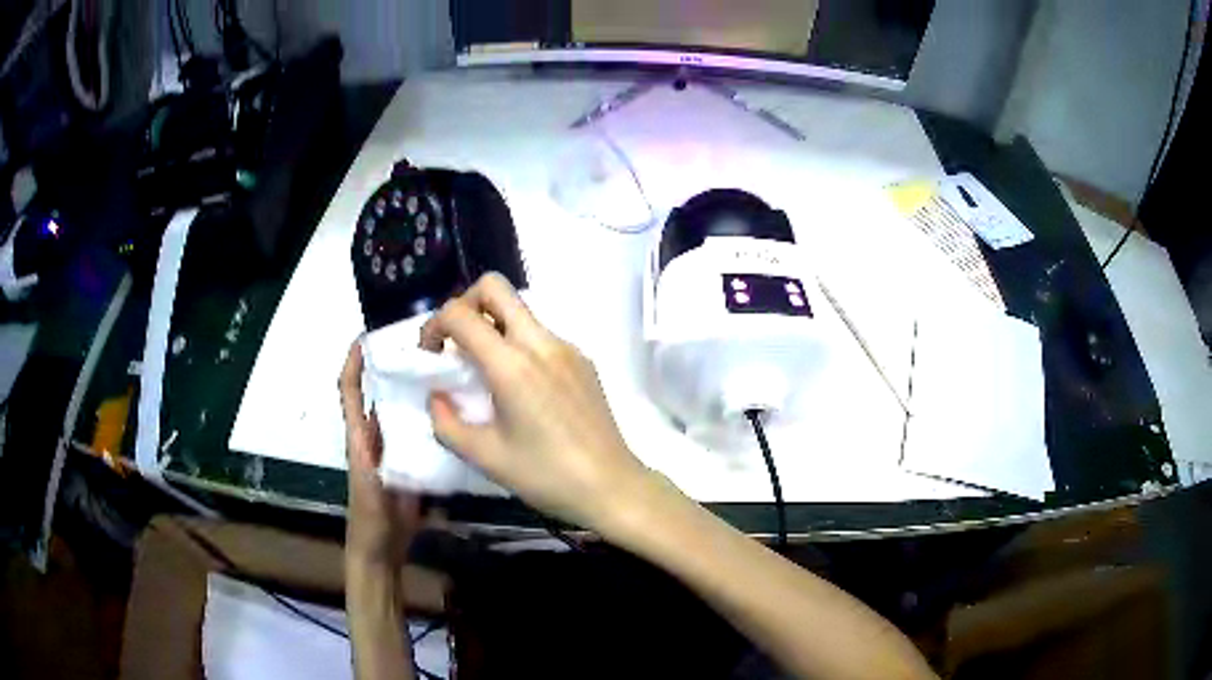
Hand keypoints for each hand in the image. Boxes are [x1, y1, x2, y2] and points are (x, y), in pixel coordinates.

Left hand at [340, 341, 422, 567]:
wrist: (380, 549)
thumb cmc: (370, 520)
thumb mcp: (370, 490)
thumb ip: (379, 464)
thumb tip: (399, 433)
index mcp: (359, 438)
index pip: (350, 392)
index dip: (353, 364)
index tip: (366, 337)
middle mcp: (375, 437)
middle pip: (378, 394)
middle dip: (391, 368)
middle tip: (420, 347)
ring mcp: (394, 450)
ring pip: (401, 412)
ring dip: (414, 391)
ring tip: (442, 372)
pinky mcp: (411, 463)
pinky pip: (420, 435)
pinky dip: (430, 420)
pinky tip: (453, 414)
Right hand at [421, 273, 653, 533]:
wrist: (611, 486)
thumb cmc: (545, 475)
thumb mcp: (484, 456)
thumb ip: (445, 422)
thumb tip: (437, 395)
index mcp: (512, 365)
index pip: (461, 314)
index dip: (433, 325)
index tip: (430, 355)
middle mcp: (541, 343)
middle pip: (495, 287)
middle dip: (464, 304)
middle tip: (456, 344)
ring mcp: (567, 348)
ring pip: (520, 310)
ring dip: (493, 326)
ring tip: (486, 372)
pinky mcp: (583, 360)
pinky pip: (541, 335)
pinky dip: (518, 344)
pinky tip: (522, 388)